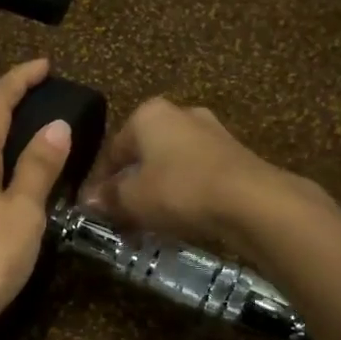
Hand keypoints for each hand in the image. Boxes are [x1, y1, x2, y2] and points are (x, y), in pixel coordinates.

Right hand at [80, 98, 296, 256]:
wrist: (251, 201)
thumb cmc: (180, 190)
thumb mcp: (133, 199)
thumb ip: (108, 198)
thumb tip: (89, 201)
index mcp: (149, 114)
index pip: (112, 149)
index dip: (99, 182)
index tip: (93, 209)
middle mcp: (180, 114)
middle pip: (143, 155)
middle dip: (130, 186)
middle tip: (120, 217)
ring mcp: (211, 133)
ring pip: (170, 166)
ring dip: (156, 193)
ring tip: (147, 224)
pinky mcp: (234, 156)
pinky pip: (195, 176)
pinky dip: (182, 195)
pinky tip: (178, 220)